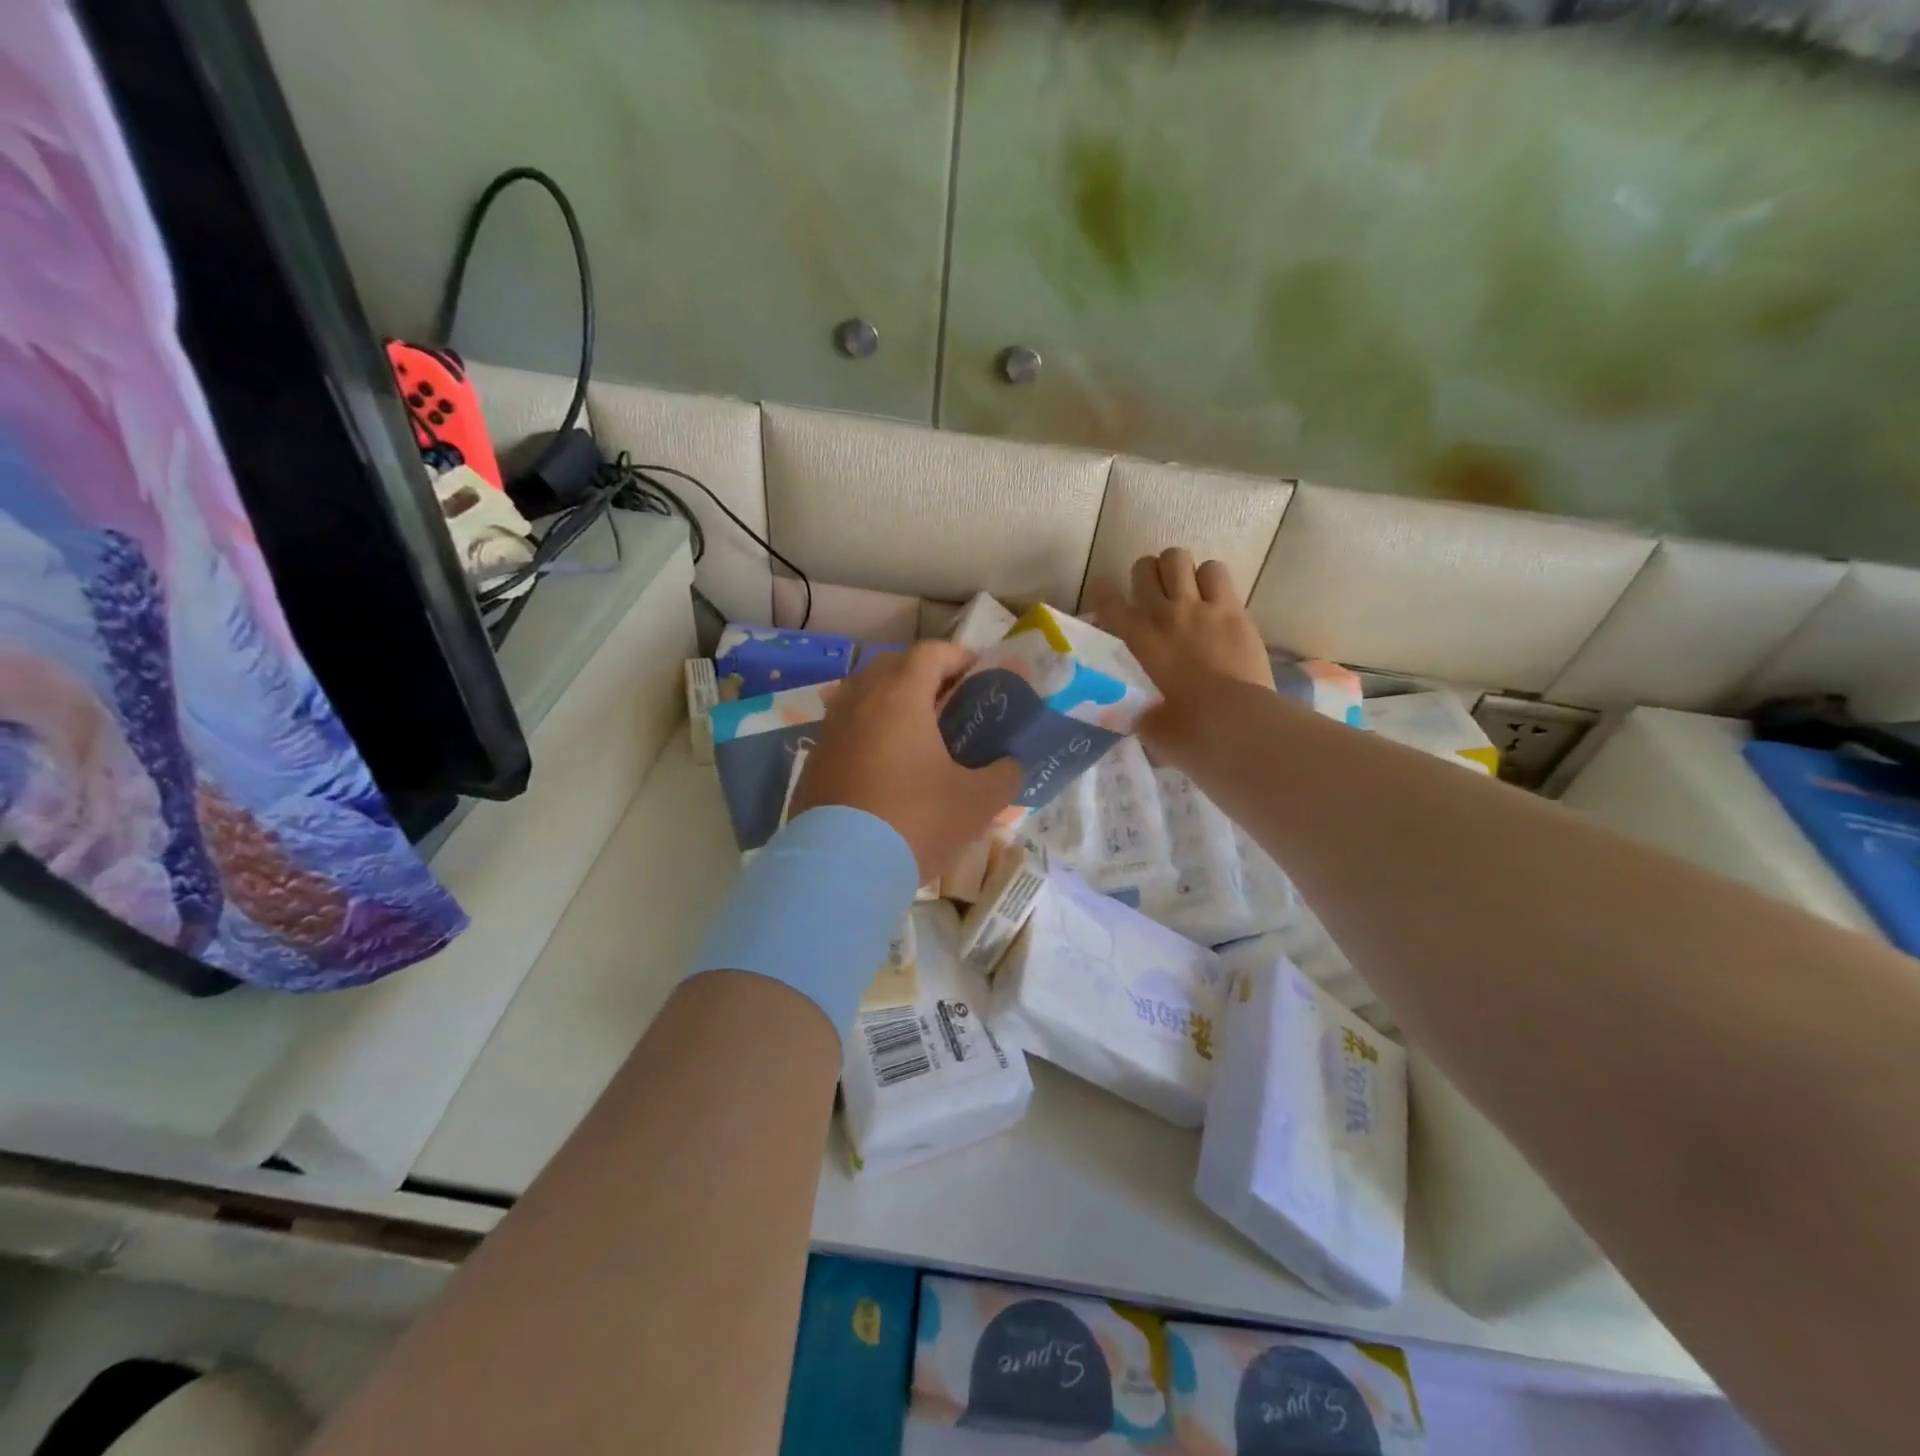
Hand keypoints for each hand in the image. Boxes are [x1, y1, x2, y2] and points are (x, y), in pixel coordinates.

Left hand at [791, 642, 1022, 883]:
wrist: (840, 868)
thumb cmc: (915, 821)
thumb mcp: (977, 802)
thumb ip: (1003, 775)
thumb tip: (1011, 766)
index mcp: (900, 697)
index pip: (930, 652)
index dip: (959, 657)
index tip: (979, 677)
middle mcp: (859, 701)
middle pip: (892, 666)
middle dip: (924, 675)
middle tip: (950, 702)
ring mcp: (830, 730)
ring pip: (863, 695)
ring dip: (891, 701)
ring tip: (918, 733)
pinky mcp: (814, 760)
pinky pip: (846, 728)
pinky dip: (868, 732)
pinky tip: (885, 767)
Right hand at [1089, 548, 1274, 757]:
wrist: (1236, 724)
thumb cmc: (1186, 731)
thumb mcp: (1146, 723)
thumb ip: (1136, 708)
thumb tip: (1139, 710)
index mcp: (1136, 641)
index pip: (1106, 600)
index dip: (1102, 595)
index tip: (1106, 601)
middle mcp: (1162, 614)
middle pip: (1143, 567)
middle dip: (1144, 578)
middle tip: (1151, 597)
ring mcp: (1200, 607)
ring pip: (1178, 558)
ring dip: (1177, 571)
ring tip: (1183, 591)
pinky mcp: (1232, 609)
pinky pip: (1216, 571)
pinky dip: (1210, 579)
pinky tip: (1212, 598)